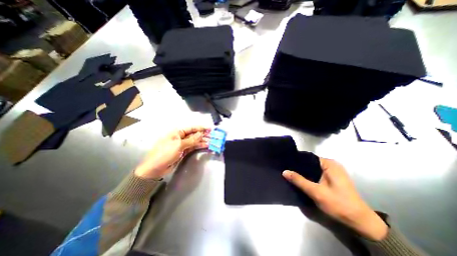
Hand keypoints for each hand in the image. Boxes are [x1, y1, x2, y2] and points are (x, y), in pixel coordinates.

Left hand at [133, 126, 208, 178]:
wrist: (155, 169)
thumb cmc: (164, 154)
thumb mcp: (178, 145)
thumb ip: (192, 140)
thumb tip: (201, 134)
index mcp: (177, 132)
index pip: (192, 128)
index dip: (201, 128)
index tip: (210, 129)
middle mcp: (180, 137)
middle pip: (194, 134)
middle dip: (203, 135)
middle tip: (213, 136)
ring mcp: (182, 144)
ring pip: (194, 141)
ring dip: (202, 141)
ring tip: (212, 141)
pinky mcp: (183, 151)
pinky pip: (193, 147)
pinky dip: (199, 146)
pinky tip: (206, 146)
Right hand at [285, 157, 386, 240]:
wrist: (360, 222)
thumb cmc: (339, 204)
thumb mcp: (316, 192)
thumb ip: (299, 181)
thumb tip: (284, 171)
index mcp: (329, 163)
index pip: (308, 157)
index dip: (296, 160)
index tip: (285, 163)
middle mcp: (331, 164)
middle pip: (310, 163)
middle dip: (299, 167)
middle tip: (286, 169)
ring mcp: (332, 171)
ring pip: (312, 168)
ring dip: (303, 172)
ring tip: (290, 173)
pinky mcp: (332, 178)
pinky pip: (316, 173)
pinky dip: (309, 176)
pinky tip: (301, 179)